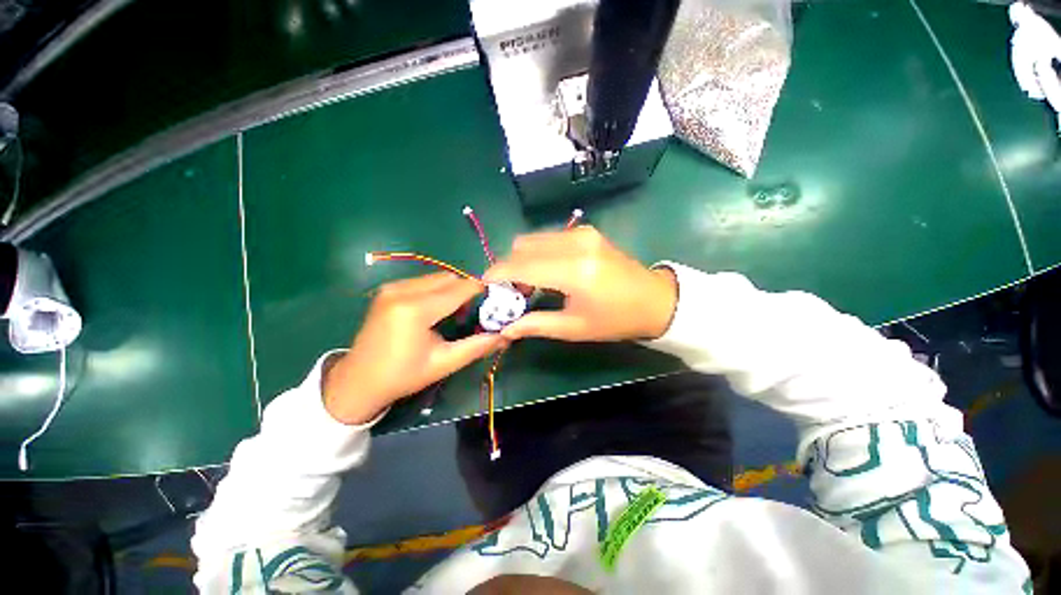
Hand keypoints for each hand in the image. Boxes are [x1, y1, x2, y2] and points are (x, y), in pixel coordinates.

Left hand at [323, 273, 505, 424]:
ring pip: (437, 278)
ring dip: (452, 290)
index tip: (496, 301)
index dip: (481, 291)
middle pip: (449, 279)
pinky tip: (436, 310)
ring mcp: (392, 287)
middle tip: (474, 313)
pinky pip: (423, 281)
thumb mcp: (443, 363)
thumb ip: (477, 346)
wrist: (357, 381)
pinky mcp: (388, 290)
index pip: (460, 288)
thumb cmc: (403, 376)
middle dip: (466, 291)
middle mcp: (402, 291)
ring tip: (456, 313)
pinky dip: (437, 290)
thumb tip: (506, 336)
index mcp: (415, 309)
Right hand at [483, 226, 677, 341]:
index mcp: (574, 271)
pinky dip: (537, 253)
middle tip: (511, 292)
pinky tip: (546, 272)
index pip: (520, 266)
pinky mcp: (585, 231)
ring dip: (522, 259)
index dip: (497, 275)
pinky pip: (547, 237)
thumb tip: (504, 328)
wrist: (655, 299)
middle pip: (521, 247)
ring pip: (532, 239)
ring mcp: (581, 233)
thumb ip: (536, 325)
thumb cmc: (616, 320)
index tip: (483, 286)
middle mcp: (575, 244)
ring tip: (530, 284)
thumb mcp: (574, 328)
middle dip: (508, 267)